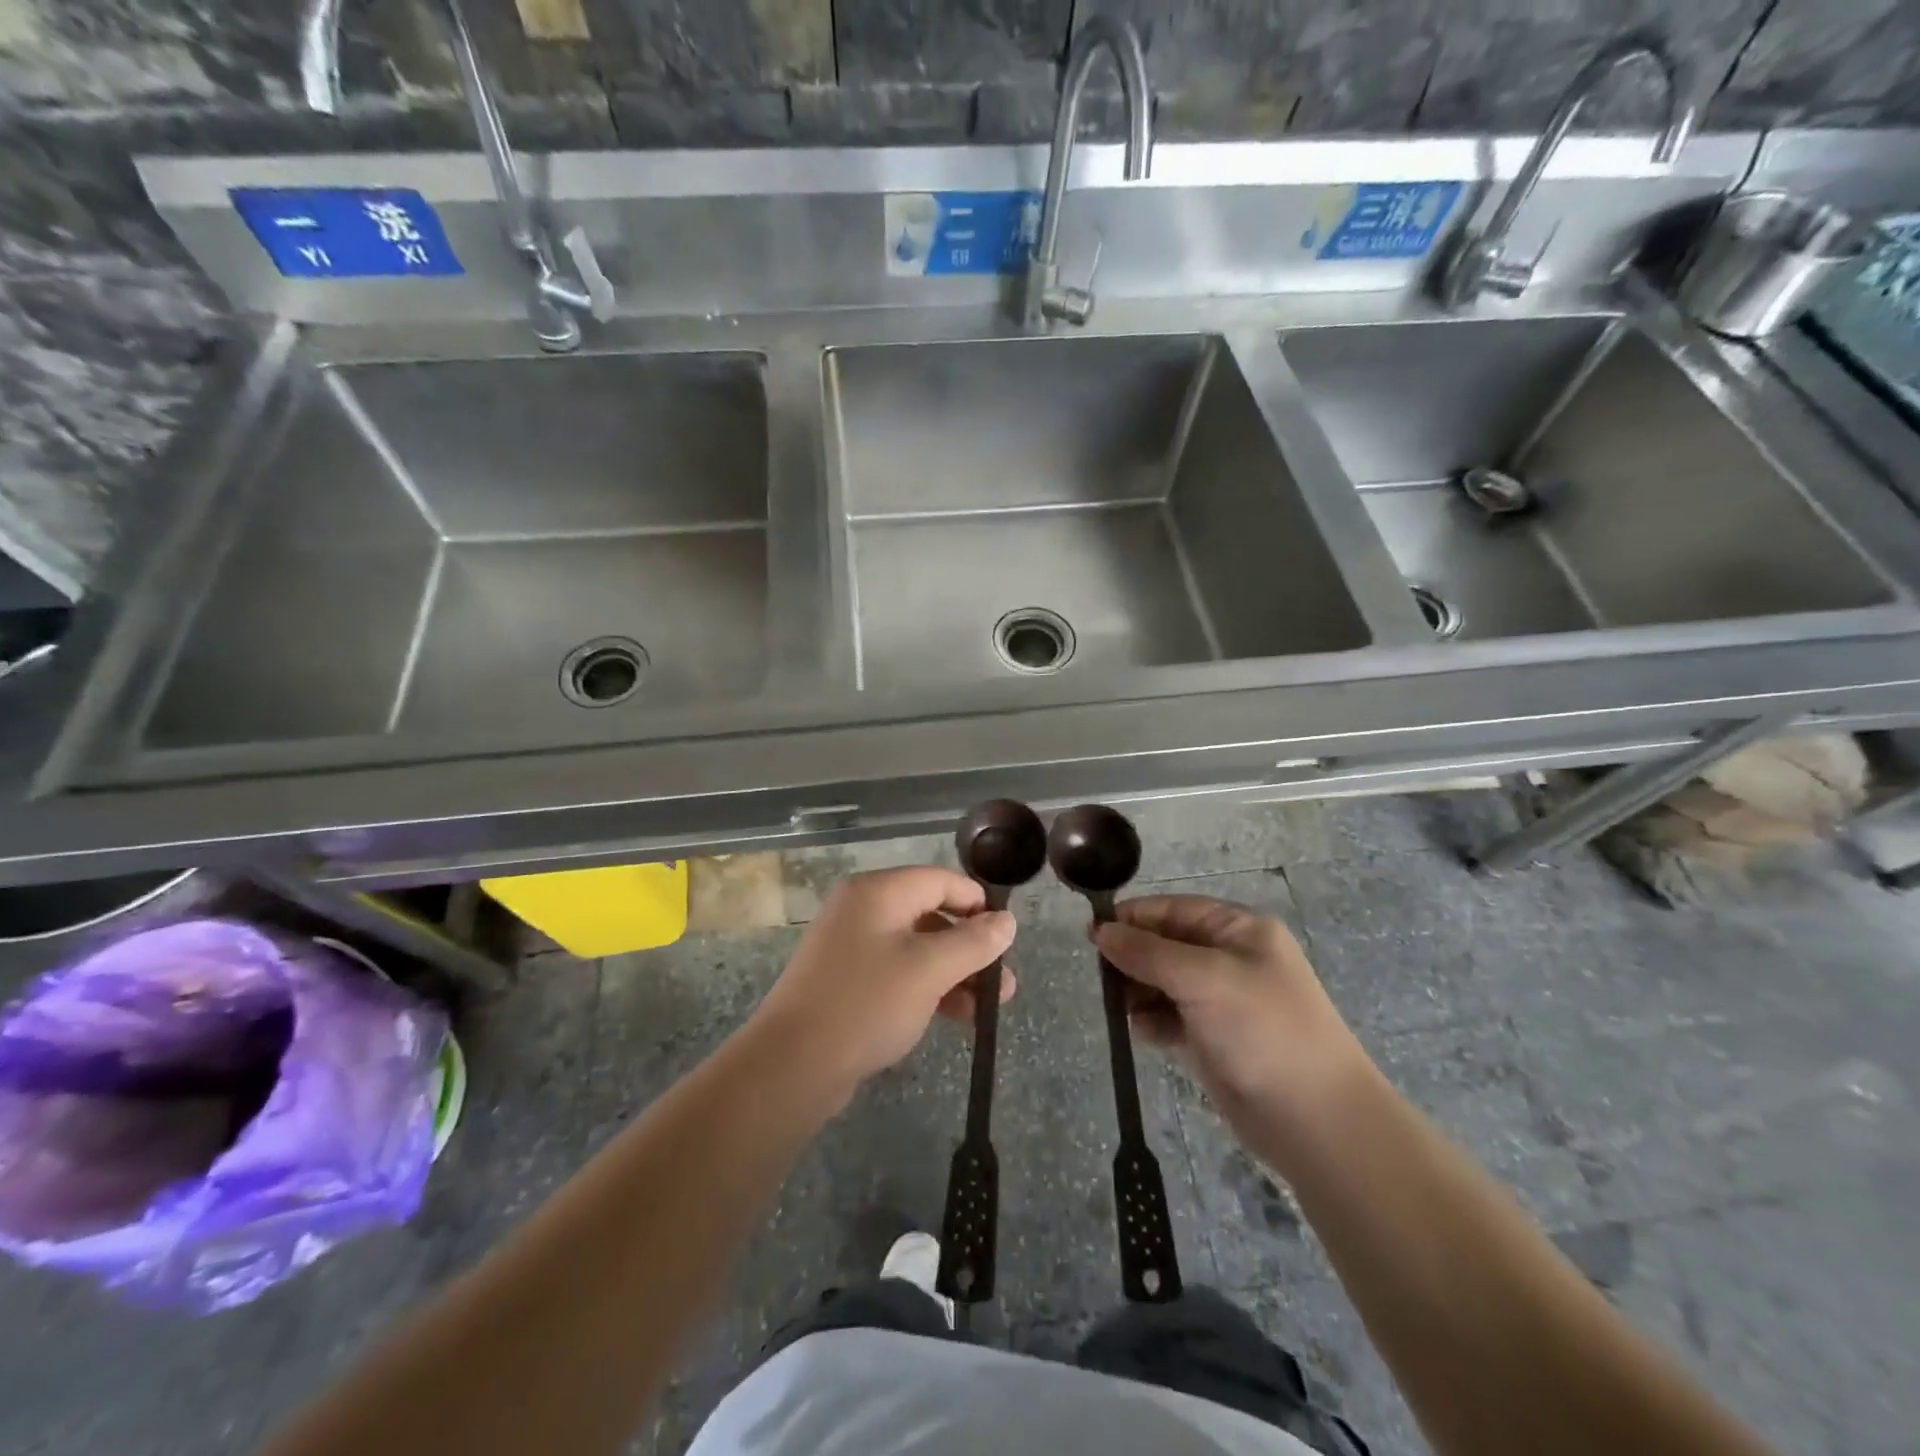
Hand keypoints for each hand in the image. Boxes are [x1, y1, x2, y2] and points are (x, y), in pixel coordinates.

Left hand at [747, 867, 1015, 1108]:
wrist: (792, 1065)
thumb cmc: (866, 1004)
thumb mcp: (929, 970)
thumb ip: (973, 942)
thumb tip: (1007, 920)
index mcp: (878, 892)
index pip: (940, 881)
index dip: (977, 904)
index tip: (1007, 937)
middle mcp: (863, 910)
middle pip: (931, 915)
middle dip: (971, 948)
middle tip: (1003, 983)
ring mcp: (852, 946)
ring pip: (917, 949)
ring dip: (955, 973)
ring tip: (987, 1008)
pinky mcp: (848, 981)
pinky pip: (898, 973)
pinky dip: (928, 988)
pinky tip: (955, 1017)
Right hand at [1095, 896, 1370, 1130]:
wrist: (1315, 1121)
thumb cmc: (1262, 1029)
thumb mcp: (1202, 978)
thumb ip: (1146, 952)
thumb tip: (1101, 931)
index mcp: (1239, 930)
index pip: (1175, 910)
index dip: (1134, 917)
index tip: (1093, 933)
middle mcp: (1231, 960)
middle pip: (1166, 945)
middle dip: (1133, 958)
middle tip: (1102, 977)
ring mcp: (1223, 1002)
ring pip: (1164, 983)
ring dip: (1138, 991)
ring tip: (1118, 1007)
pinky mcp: (1214, 1040)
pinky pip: (1170, 1018)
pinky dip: (1152, 1022)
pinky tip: (1140, 1032)